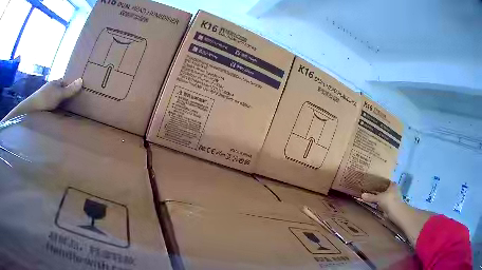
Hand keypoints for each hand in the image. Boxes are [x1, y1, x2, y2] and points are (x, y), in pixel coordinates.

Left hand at [26, 78, 82, 110]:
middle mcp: (51, 87)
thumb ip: (69, 89)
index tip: (77, 92)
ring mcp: (45, 95)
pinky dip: (53, 107)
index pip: (65, 82)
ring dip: (59, 102)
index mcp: (55, 82)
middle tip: (72, 103)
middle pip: (60, 90)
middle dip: (65, 94)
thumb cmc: (46, 99)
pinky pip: (50, 104)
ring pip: (55, 97)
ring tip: (65, 110)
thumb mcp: (59, 94)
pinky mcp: (42, 103)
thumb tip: (81, 80)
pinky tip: (55, 113)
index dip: (71, 86)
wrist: (31, 108)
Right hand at [361, 182, 403, 217]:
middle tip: (371, 189)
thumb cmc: (389, 201)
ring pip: (385, 196)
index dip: (381, 181)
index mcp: (393, 184)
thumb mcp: (379, 198)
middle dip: (380, 190)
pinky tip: (376, 204)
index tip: (374, 182)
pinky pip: (385, 202)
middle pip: (386, 189)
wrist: (396, 212)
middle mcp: (394, 190)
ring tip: (372, 197)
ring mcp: (394, 198)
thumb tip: (362, 195)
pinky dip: (381, 203)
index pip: (386, 181)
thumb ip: (371, 197)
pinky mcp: (392, 205)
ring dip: (381, 197)